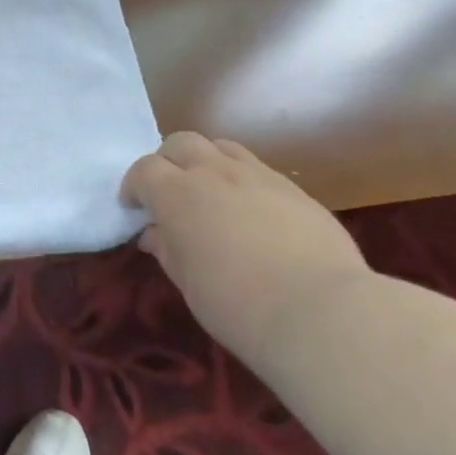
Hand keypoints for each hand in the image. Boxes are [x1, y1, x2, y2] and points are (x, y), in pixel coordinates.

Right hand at [123, 132, 370, 368]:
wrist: (321, 311)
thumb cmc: (236, 304)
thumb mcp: (187, 281)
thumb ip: (167, 248)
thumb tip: (155, 233)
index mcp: (177, 194)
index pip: (144, 170)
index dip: (134, 186)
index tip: (135, 208)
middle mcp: (214, 172)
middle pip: (181, 143)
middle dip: (168, 162)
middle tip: (170, 192)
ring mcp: (258, 176)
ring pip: (222, 147)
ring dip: (207, 162)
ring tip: (211, 192)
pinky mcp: (295, 189)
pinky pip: (258, 169)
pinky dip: (243, 180)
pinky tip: (252, 212)